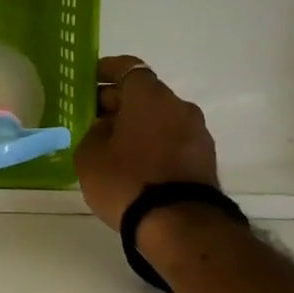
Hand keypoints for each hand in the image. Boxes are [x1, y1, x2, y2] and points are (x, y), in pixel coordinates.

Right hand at [73, 55, 219, 229]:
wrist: (179, 225)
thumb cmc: (126, 180)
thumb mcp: (90, 155)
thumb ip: (94, 132)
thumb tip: (106, 128)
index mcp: (149, 96)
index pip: (128, 68)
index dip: (106, 71)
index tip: (89, 80)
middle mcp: (178, 105)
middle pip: (144, 93)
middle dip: (118, 101)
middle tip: (92, 116)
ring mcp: (197, 132)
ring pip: (160, 117)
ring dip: (138, 123)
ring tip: (112, 144)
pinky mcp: (205, 158)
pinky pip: (172, 139)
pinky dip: (154, 142)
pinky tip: (135, 162)